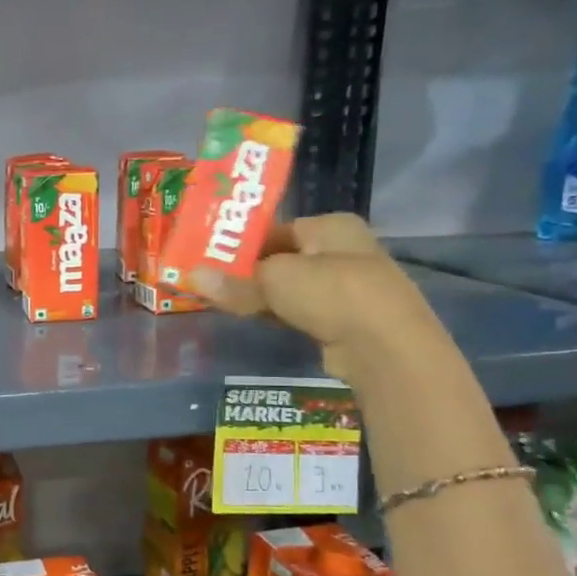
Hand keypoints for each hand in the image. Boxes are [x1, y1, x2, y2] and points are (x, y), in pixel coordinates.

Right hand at [188, 213, 441, 381]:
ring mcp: (347, 287)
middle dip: (247, 271)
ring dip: (261, 295)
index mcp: (331, 227)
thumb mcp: (274, 280)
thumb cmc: (331, 293)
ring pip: (290, 287)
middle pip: (281, 257)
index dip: (240, 242)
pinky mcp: (345, 320)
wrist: (385, 348)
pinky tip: (254, 320)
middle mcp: (343, 250)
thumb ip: (233, 281)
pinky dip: (278, 314)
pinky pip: (301, 311)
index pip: (275, 228)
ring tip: (223, 301)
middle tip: (210, 280)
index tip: (208, 256)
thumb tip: (191, 277)